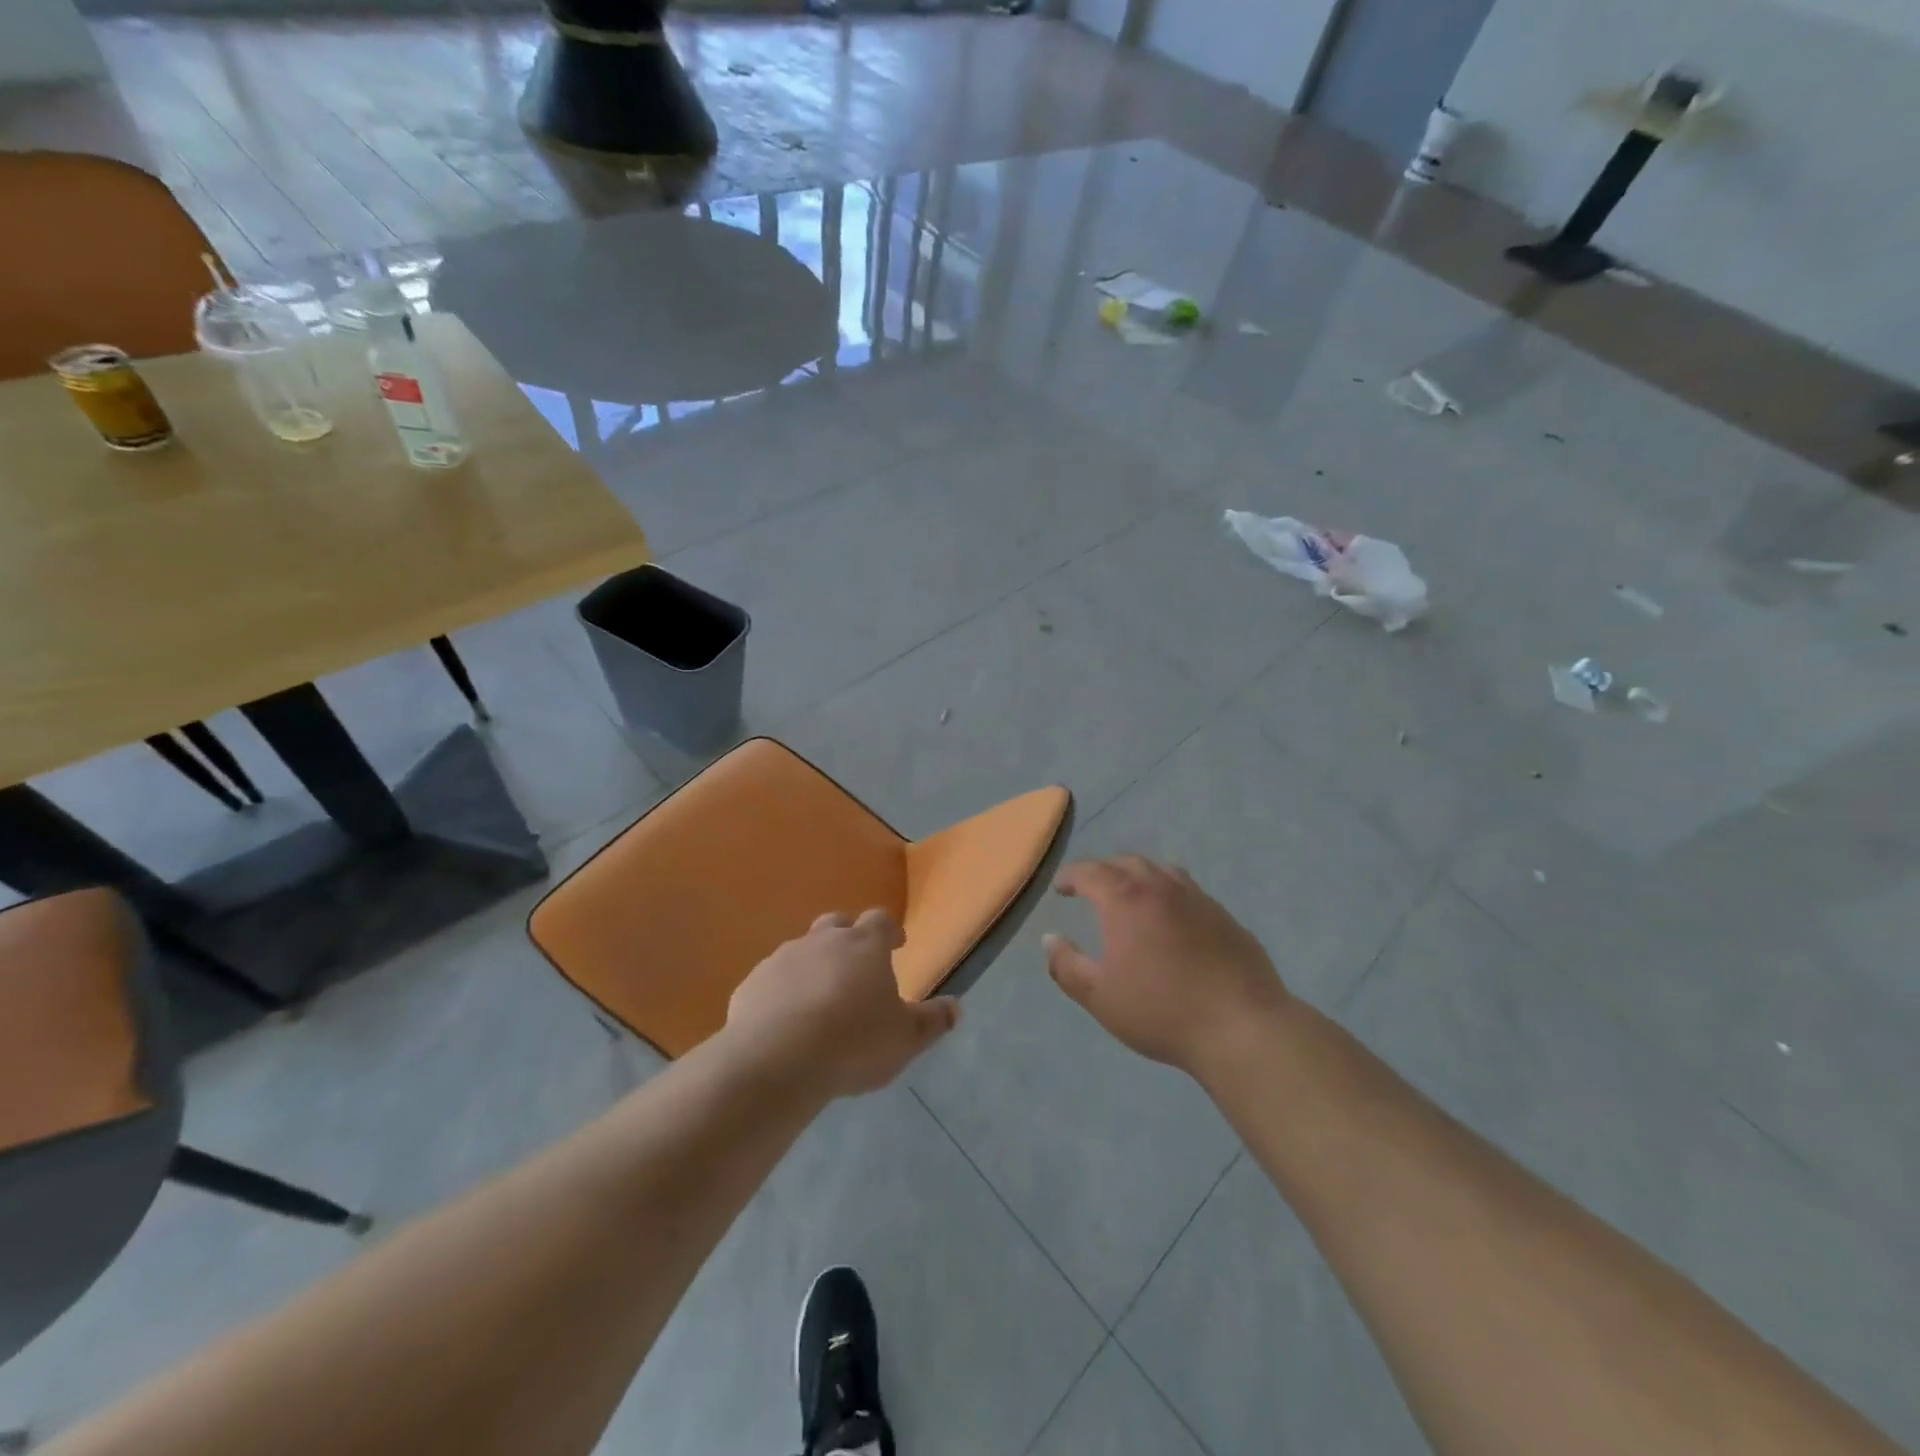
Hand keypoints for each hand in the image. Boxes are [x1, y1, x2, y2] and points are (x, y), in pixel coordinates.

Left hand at [726, 909, 958, 1099]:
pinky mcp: (751, 984)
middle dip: (848, 938)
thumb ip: (932, 1021)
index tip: (897, 944)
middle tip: (856, 965)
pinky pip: (771, 980)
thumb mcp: (905, 1039)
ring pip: (801, 950)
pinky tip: (784, 1020)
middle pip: (837, 924)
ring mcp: (782, 959)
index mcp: (864, 944)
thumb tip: (956, 1007)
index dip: (890, 930)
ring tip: (819, 998)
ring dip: (813, 965)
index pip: (880, 921)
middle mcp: (822, 940)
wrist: (777, 1060)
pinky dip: (781, 991)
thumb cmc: (853, 1042)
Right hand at [1044, 855, 1287, 1074]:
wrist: (1241, 1027)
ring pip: (1163, 872)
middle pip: (1128, 863)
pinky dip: (1171, 897)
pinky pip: (1190, 894)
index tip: (1061, 887)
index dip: (1071, 876)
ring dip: (1141, 877)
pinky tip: (1174, 923)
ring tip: (1133, 896)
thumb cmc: (1160, 1010)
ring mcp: (1199, 899)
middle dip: (1105, 870)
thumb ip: (1067, 965)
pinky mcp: (1226, 918)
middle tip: (1092, 888)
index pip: (1091, 871)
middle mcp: (1162, 887)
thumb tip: (1050, 939)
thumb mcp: (1099, 996)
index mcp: (1126, 899)